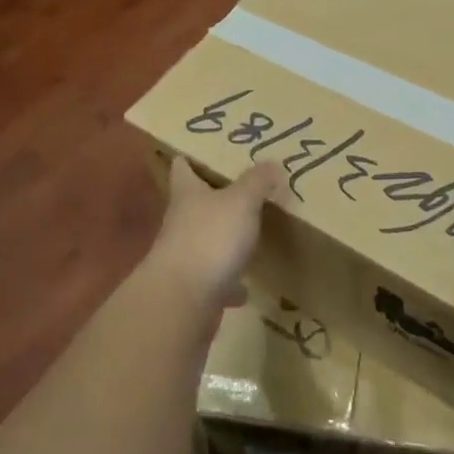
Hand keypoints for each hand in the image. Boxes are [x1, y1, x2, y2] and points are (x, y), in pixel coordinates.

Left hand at [147, 158, 283, 307]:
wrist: (183, 300)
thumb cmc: (210, 237)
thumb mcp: (241, 201)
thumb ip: (257, 182)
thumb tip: (271, 162)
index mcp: (187, 194)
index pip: (182, 167)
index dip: (192, 158)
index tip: (208, 152)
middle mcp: (181, 222)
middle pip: (195, 204)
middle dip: (216, 198)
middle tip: (246, 189)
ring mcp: (185, 257)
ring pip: (206, 241)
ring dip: (224, 240)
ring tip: (250, 235)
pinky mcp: (194, 289)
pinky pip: (216, 281)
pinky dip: (230, 283)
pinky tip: (247, 287)